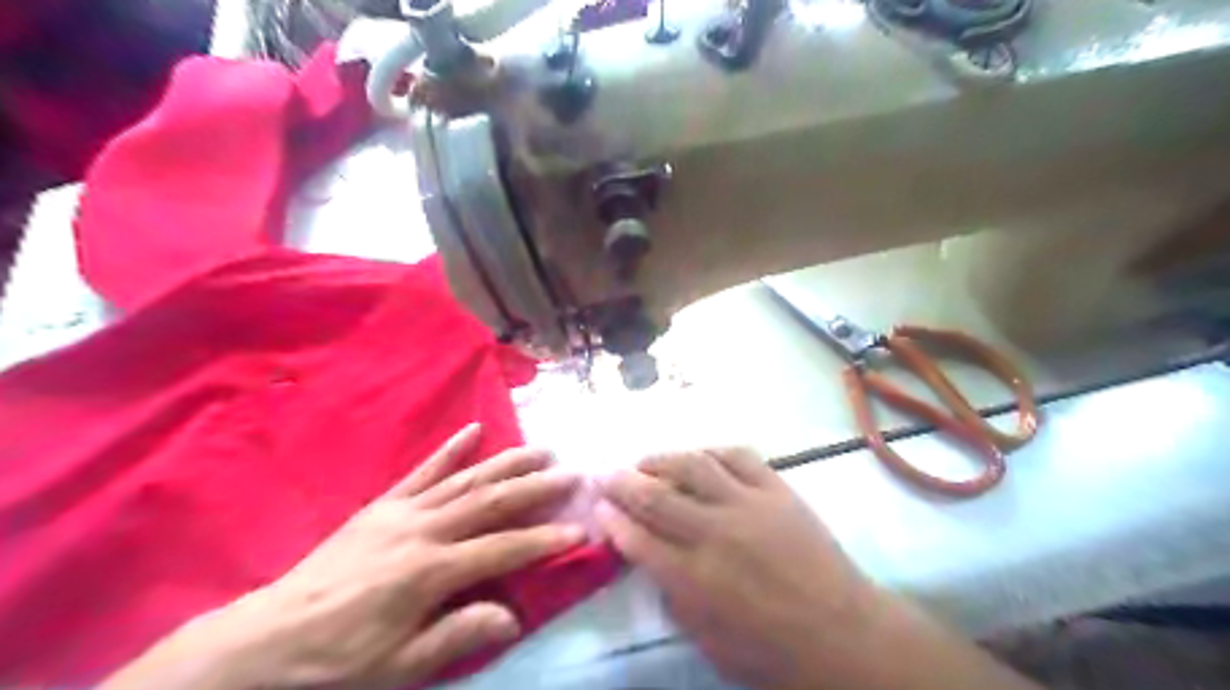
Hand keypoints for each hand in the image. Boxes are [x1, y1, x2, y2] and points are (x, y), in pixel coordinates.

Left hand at [105, 424, 585, 689]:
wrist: (266, 639)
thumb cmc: (337, 660)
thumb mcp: (398, 666)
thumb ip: (457, 635)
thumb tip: (513, 616)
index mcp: (429, 571)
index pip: (501, 549)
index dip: (543, 540)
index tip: (578, 529)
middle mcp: (423, 530)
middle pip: (490, 502)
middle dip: (535, 488)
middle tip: (572, 473)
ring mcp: (402, 511)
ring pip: (466, 479)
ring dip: (506, 462)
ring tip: (540, 449)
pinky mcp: (384, 505)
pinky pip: (422, 471)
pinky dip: (451, 450)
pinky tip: (474, 430)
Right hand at [602, 451, 1040, 688]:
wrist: (845, 636)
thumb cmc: (773, 652)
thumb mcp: (711, 643)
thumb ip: (675, 600)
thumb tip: (652, 562)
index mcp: (694, 579)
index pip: (637, 539)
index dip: (612, 520)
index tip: (598, 507)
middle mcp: (714, 533)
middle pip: (655, 496)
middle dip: (622, 482)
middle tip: (606, 474)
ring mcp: (748, 505)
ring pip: (693, 465)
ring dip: (661, 459)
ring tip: (645, 460)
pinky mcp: (777, 490)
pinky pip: (738, 456)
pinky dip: (711, 450)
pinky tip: (699, 456)